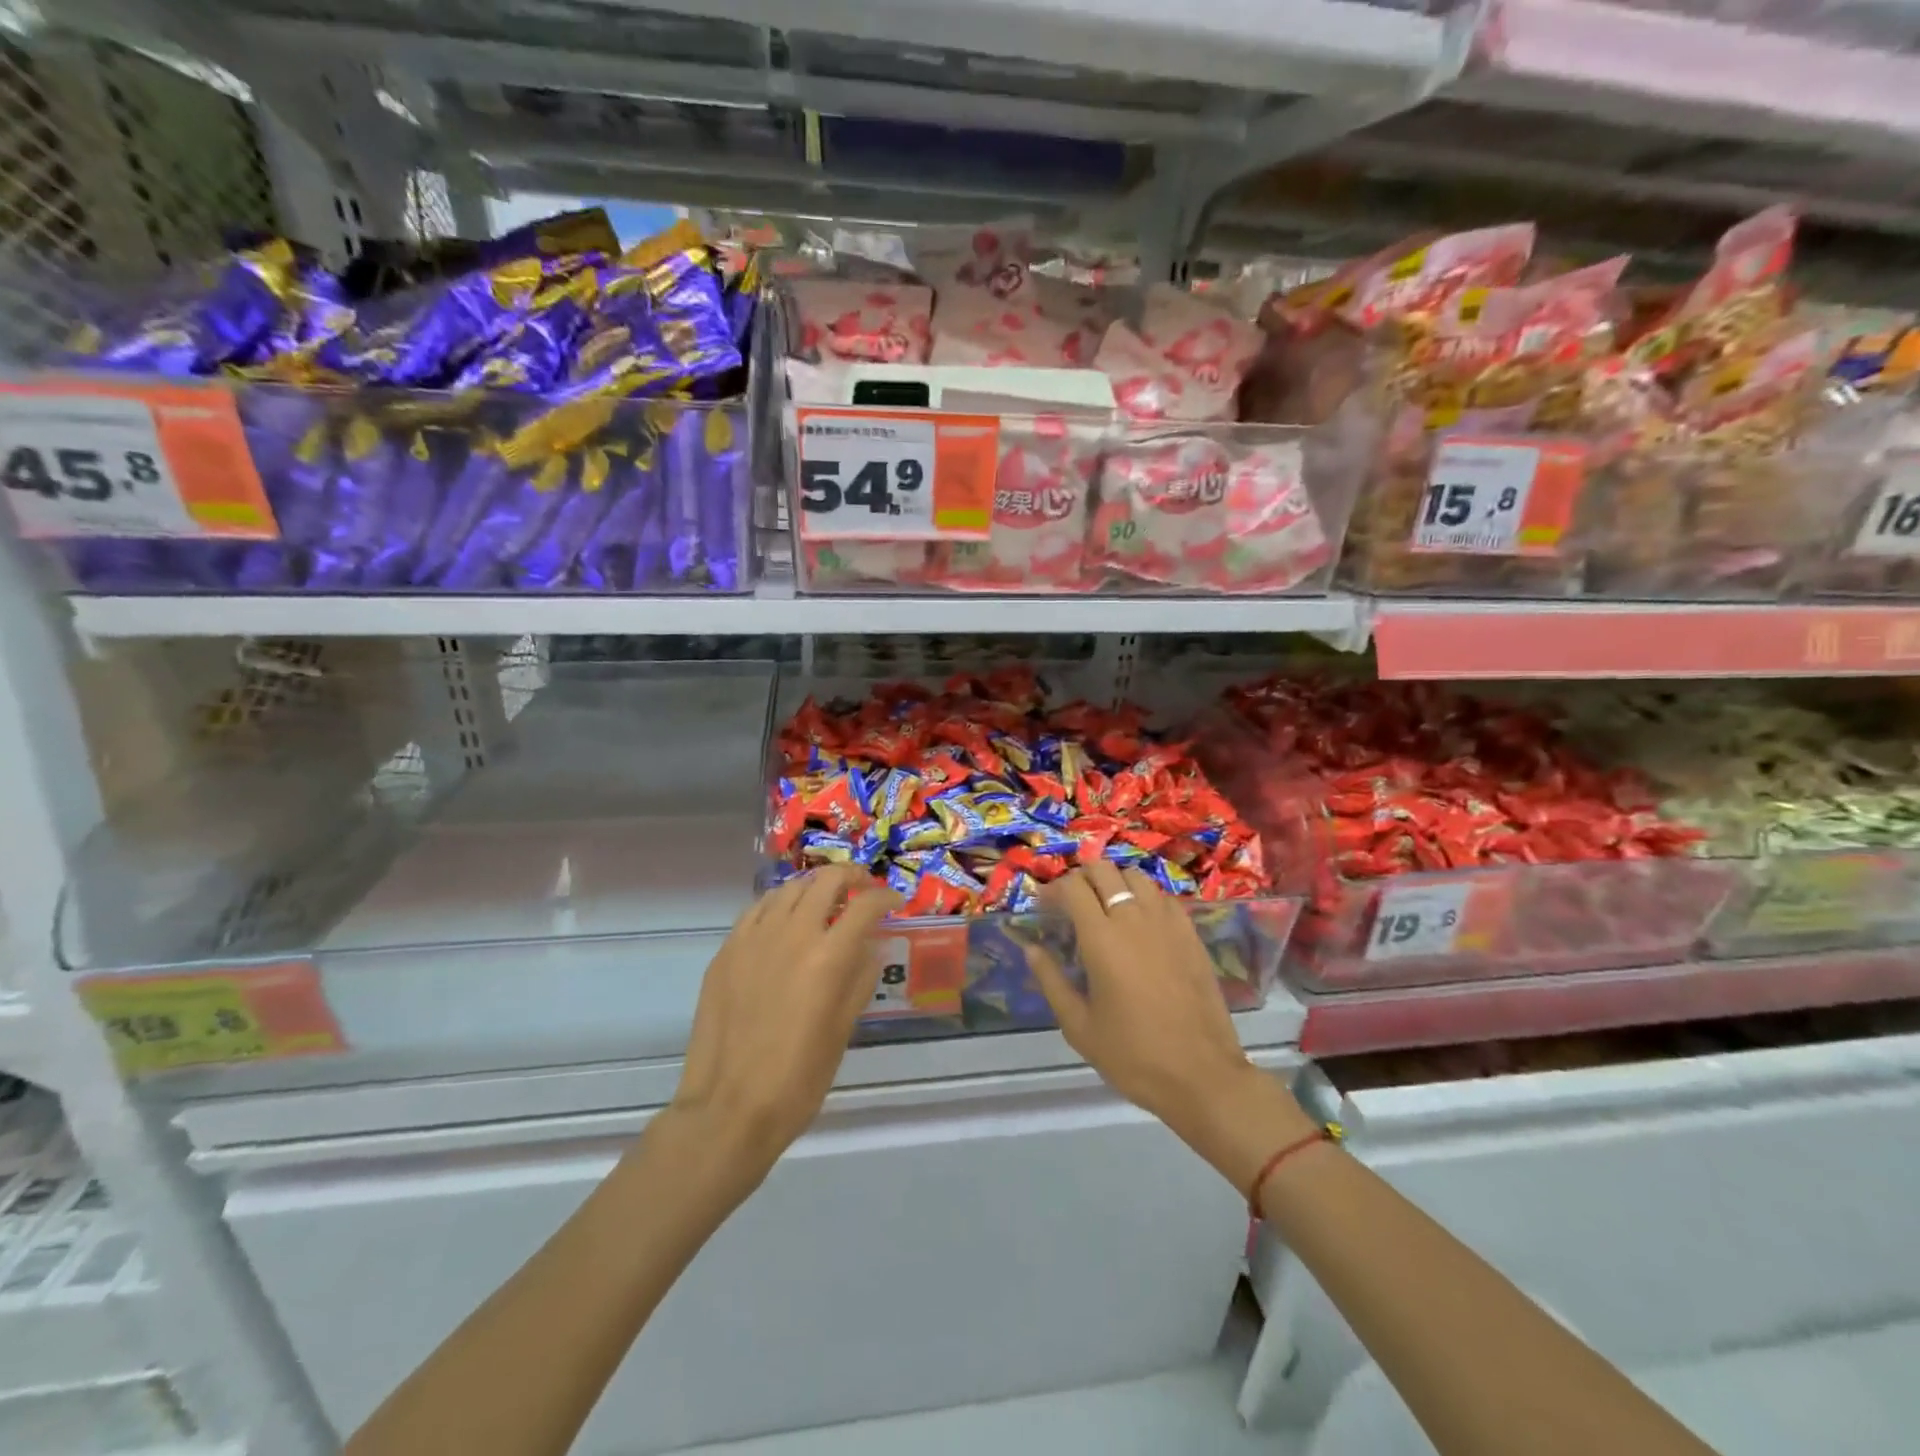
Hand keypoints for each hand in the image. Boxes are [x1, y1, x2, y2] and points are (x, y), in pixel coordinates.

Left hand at [671, 866, 900, 1185]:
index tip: (893, 901)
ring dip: (814, 887)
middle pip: (827, 880)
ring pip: (789, 888)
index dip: (885, 897)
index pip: (865, 905)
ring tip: (825, 902)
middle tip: (862, 891)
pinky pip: (757, 909)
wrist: (728, 1108)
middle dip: (852, 878)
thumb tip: (871, 946)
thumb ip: (860, 979)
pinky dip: (779, 904)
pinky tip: (784, 920)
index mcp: (828, 957)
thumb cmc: (798, 1079)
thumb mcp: (843, 1030)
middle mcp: (792, 934)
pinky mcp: (727, 951)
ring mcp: (754, 938)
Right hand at [1025, 863, 1315, 1190]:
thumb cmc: (1133, 1056)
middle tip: (1071, 902)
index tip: (1044, 906)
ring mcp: (1167, 923)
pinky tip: (1140, 923)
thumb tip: (1031, 948)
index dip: (1053, 889)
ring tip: (1105, 907)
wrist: (1201, 1076)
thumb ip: (1051, 981)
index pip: (1073, 887)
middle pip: (1104, 869)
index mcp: (1102, 939)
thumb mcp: (1079, 1026)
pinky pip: (1163, 897)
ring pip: (1136, 876)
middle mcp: (1134, 919)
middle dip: (1081, 877)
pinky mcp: (1191, 934)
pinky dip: (1144, 897)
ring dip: (1114, 882)